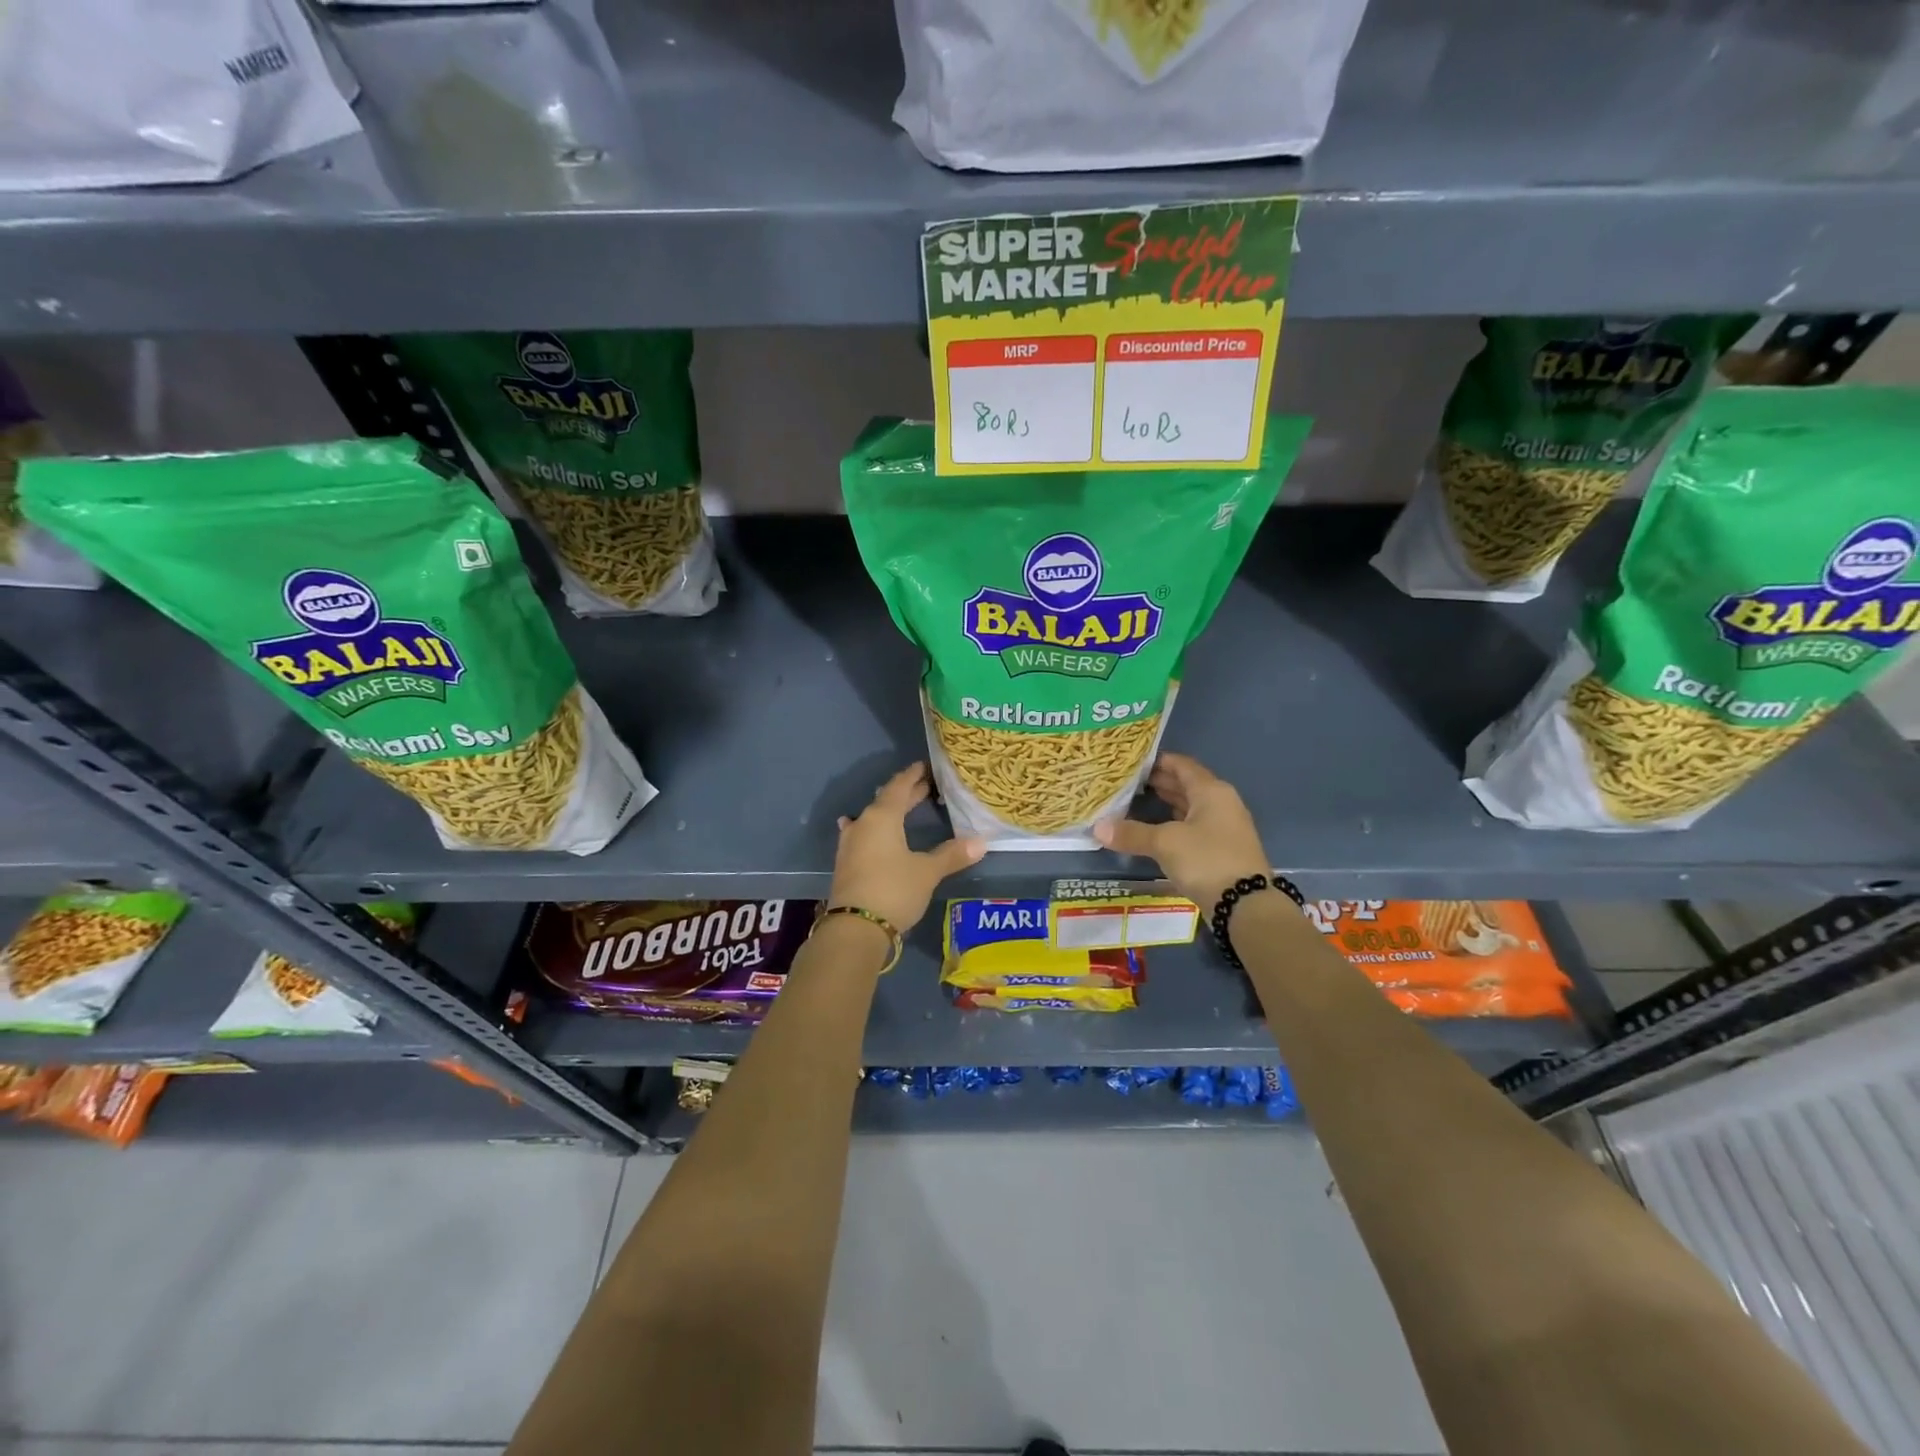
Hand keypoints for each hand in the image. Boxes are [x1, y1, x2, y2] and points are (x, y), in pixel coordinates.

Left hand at [830, 762, 985, 935]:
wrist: (855, 928)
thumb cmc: (894, 890)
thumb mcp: (927, 872)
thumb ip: (952, 854)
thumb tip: (981, 841)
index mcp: (882, 817)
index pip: (898, 788)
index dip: (912, 776)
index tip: (924, 767)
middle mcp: (863, 824)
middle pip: (885, 801)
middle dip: (905, 794)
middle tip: (925, 786)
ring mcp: (851, 844)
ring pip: (872, 818)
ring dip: (888, 812)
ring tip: (900, 807)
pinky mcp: (847, 863)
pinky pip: (862, 835)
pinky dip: (872, 830)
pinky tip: (864, 831)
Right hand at [1094, 752, 1269, 907]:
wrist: (1246, 905)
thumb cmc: (1206, 860)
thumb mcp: (1165, 843)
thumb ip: (1132, 833)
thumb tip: (1097, 827)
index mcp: (1211, 791)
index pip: (1181, 764)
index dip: (1157, 761)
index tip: (1130, 763)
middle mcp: (1221, 802)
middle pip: (1187, 784)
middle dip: (1158, 782)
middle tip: (1127, 783)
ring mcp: (1224, 826)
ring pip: (1190, 806)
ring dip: (1166, 803)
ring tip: (1136, 802)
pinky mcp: (1222, 848)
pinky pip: (1194, 825)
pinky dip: (1174, 823)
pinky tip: (1155, 830)